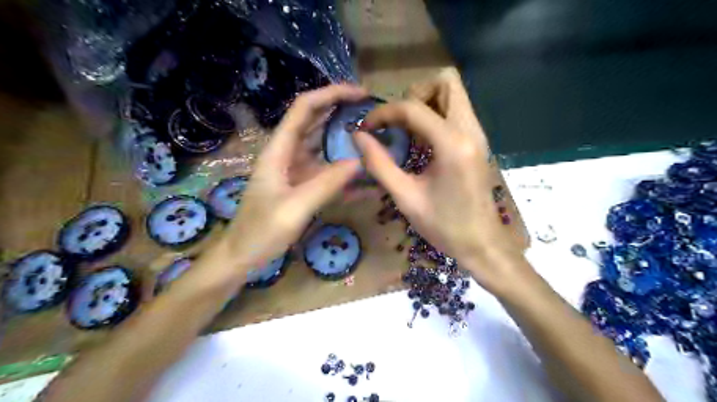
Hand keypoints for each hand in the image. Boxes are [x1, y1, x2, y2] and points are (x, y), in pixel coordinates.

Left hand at [216, 84, 366, 273]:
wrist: (242, 256)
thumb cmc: (261, 232)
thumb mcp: (294, 208)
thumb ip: (327, 184)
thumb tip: (360, 162)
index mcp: (279, 150)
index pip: (304, 108)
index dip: (331, 94)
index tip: (361, 93)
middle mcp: (287, 153)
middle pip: (314, 121)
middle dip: (341, 110)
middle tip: (372, 111)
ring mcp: (295, 170)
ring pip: (322, 145)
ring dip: (344, 138)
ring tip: (373, 136)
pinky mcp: (302, 185)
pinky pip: (326, 171)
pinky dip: (344, 170)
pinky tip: (364, 175)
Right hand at [355, 70, 524, 291]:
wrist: (482, 244)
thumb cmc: (444, 226)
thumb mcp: (405, 197)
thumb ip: (379, 164)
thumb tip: (358, 137)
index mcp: (452, 144)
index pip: (414, 107)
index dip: (384, 112)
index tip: (367, 128)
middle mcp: (469, 130)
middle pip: (446, 82)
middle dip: (414, 94)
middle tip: (396, 122)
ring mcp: (477, 134)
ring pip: (453, 93)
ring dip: (425, 102)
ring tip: (406, 131)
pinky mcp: (477, 142)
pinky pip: (456, 111)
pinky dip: (435, 115)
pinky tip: (421, 141)